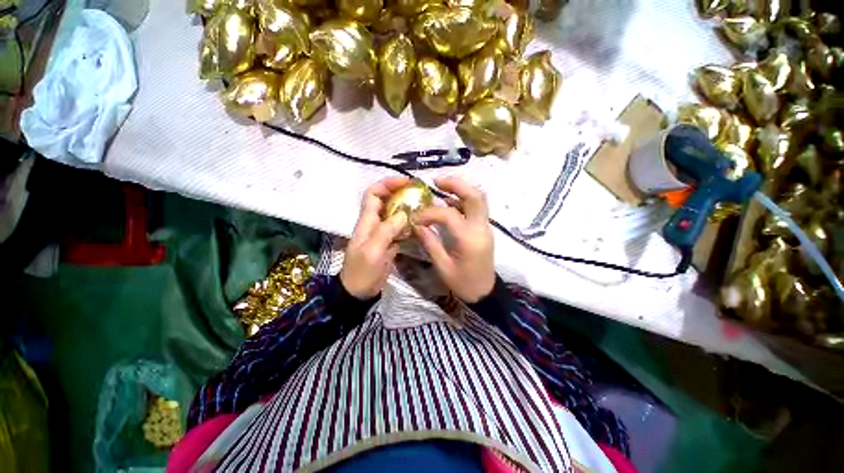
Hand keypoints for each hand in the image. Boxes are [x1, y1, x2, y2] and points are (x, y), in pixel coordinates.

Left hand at [340, 177, 410, 299]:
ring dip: (407, 208)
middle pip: (386, 201)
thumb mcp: (372, 251)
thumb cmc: (362, 272)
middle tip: (419, 193)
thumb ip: (386, 231)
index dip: (387, 184)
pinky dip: (409, 224)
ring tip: (424, 207)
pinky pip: (400, 228)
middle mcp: (374, 223)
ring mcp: (382, 233)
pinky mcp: (389, 243)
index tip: (405, 182)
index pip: (373, 194)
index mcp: (367, 222)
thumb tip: (403, 214)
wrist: (359, 292)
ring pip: (395, 214)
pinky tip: (420, 226)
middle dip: (400, 193)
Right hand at [412, 176, 494, 302]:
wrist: (485, 293)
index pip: (448, 214)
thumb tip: (416, 225)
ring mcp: (485, 227)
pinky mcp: (484, 229)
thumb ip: (430, 242)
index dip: (430, 213)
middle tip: (436, 182)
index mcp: (469, 239)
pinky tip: (449, 202)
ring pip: (478, 199)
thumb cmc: (463, 283)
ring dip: (461, 189)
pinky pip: (476, 208)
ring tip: (441, 187)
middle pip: (475, 196)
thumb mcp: (442, 266)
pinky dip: (463, 200)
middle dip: (456, 184)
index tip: (416, 217)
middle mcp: (481, 228)